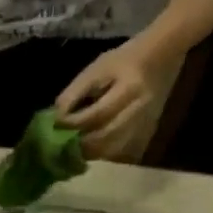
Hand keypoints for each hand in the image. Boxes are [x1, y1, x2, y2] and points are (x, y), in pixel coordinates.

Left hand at [54, 40, 176, 161]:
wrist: (157, 59)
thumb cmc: (119, 63)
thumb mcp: (93, 71)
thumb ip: (73, 95)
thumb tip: (56, 120)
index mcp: (129, 89)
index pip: (97, 115)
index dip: (73, 123)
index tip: (57, 125)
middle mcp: (141, 110)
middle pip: (105, 137)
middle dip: (80, 143)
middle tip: (63, 142)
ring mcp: (146, 123)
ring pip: (113, 149)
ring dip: (90, 151)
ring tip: (75, 146)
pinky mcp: (146, 133)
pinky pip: (121, 152)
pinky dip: (103, 152)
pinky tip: (92, 146)